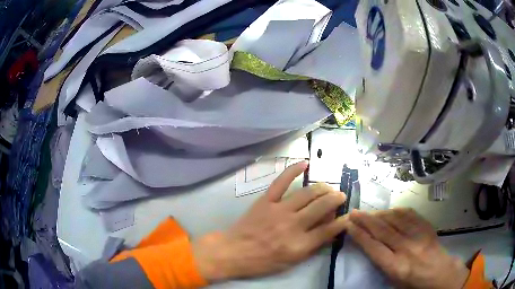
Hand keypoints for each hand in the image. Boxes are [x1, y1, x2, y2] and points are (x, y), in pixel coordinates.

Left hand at [193, 162, 346, 281]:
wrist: (234, 251)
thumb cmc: (263, 261)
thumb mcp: (291, 262)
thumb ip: (312, 247)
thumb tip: (330, 231)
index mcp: (299, 244)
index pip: (329, 230)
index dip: (342, 221)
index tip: (348, 216)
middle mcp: (293, 225)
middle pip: (322, 207)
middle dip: (336, 200)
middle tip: (341, 197)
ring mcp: (279, 210)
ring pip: (307, 193)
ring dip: (322, 188)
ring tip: (329, 188)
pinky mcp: (266, 200)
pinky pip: (281, 182)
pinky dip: (293, 170)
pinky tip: (305, 163)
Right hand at [345, 209, 469, 288]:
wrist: (439, 272)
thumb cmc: (413, 282)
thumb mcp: (394, 279)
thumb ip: (382, 262)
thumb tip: (370, 244)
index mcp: (397, 267)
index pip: (374, 248)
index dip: (360, 235)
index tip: (349, 226)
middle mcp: (407, 249)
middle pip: (383, 230)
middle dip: (366, 220)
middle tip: (353, 212)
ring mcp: (418, 236)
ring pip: (395, 219)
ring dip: (380, 214)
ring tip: (369, 213)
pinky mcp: (426, 227)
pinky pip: (409, 214)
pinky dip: (396, 211)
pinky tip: (390, 211)